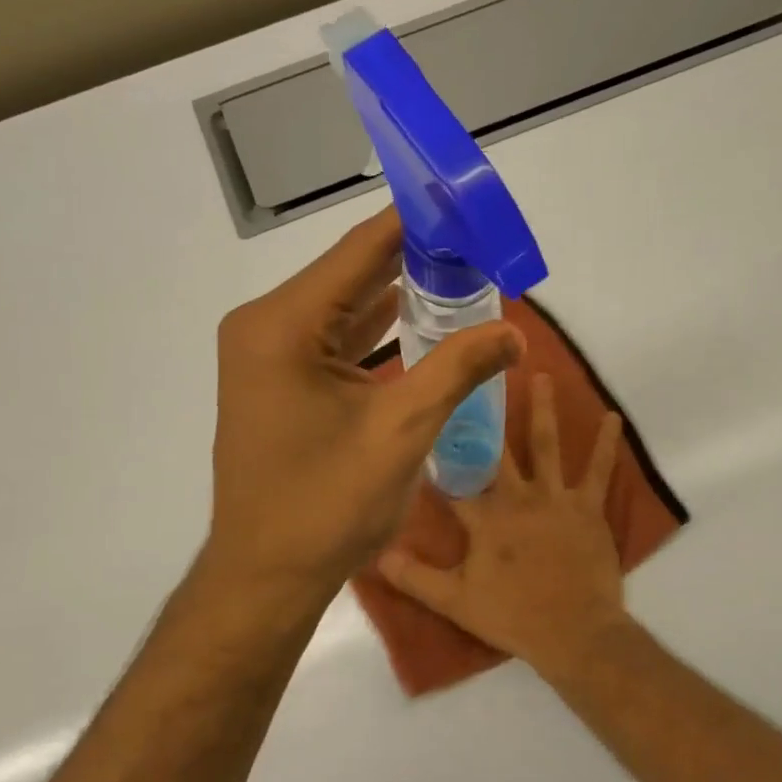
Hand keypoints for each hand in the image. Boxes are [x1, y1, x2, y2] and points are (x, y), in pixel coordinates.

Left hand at [204, 208, 522, 615]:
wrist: (267, 577)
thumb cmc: (326, 506)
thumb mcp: (401, 431)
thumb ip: (458, 369)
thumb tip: (514, 331)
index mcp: (283, 325)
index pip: (362, 251)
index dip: (417, 223)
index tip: (465, 203)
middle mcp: (267, 326)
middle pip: (352, 273)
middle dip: (416, 258)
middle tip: (478, 241)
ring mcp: (270, 355)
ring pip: (345, 306)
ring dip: (400, 293)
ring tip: (463, 272)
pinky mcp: (281, 381)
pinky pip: (336, 339)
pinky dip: (378, 329)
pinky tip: (422, 318)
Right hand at [380, 372, 627, 672]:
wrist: (575, 632)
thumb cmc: (513, 615)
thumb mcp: (454, 601)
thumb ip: (414, 577)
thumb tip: (374, 554)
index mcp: (484, 517)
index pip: (453, 478)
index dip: (438, 451)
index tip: (427, 419)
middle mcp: (517, 496)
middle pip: (498, 448)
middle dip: (486, 413)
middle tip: (480, 375)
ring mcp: (555, 497)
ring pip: (546, 444)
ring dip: (543, 408)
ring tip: (542, 374)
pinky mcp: (588, 506)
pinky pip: (598, 469)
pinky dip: (606, 442)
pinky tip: (612, 416)